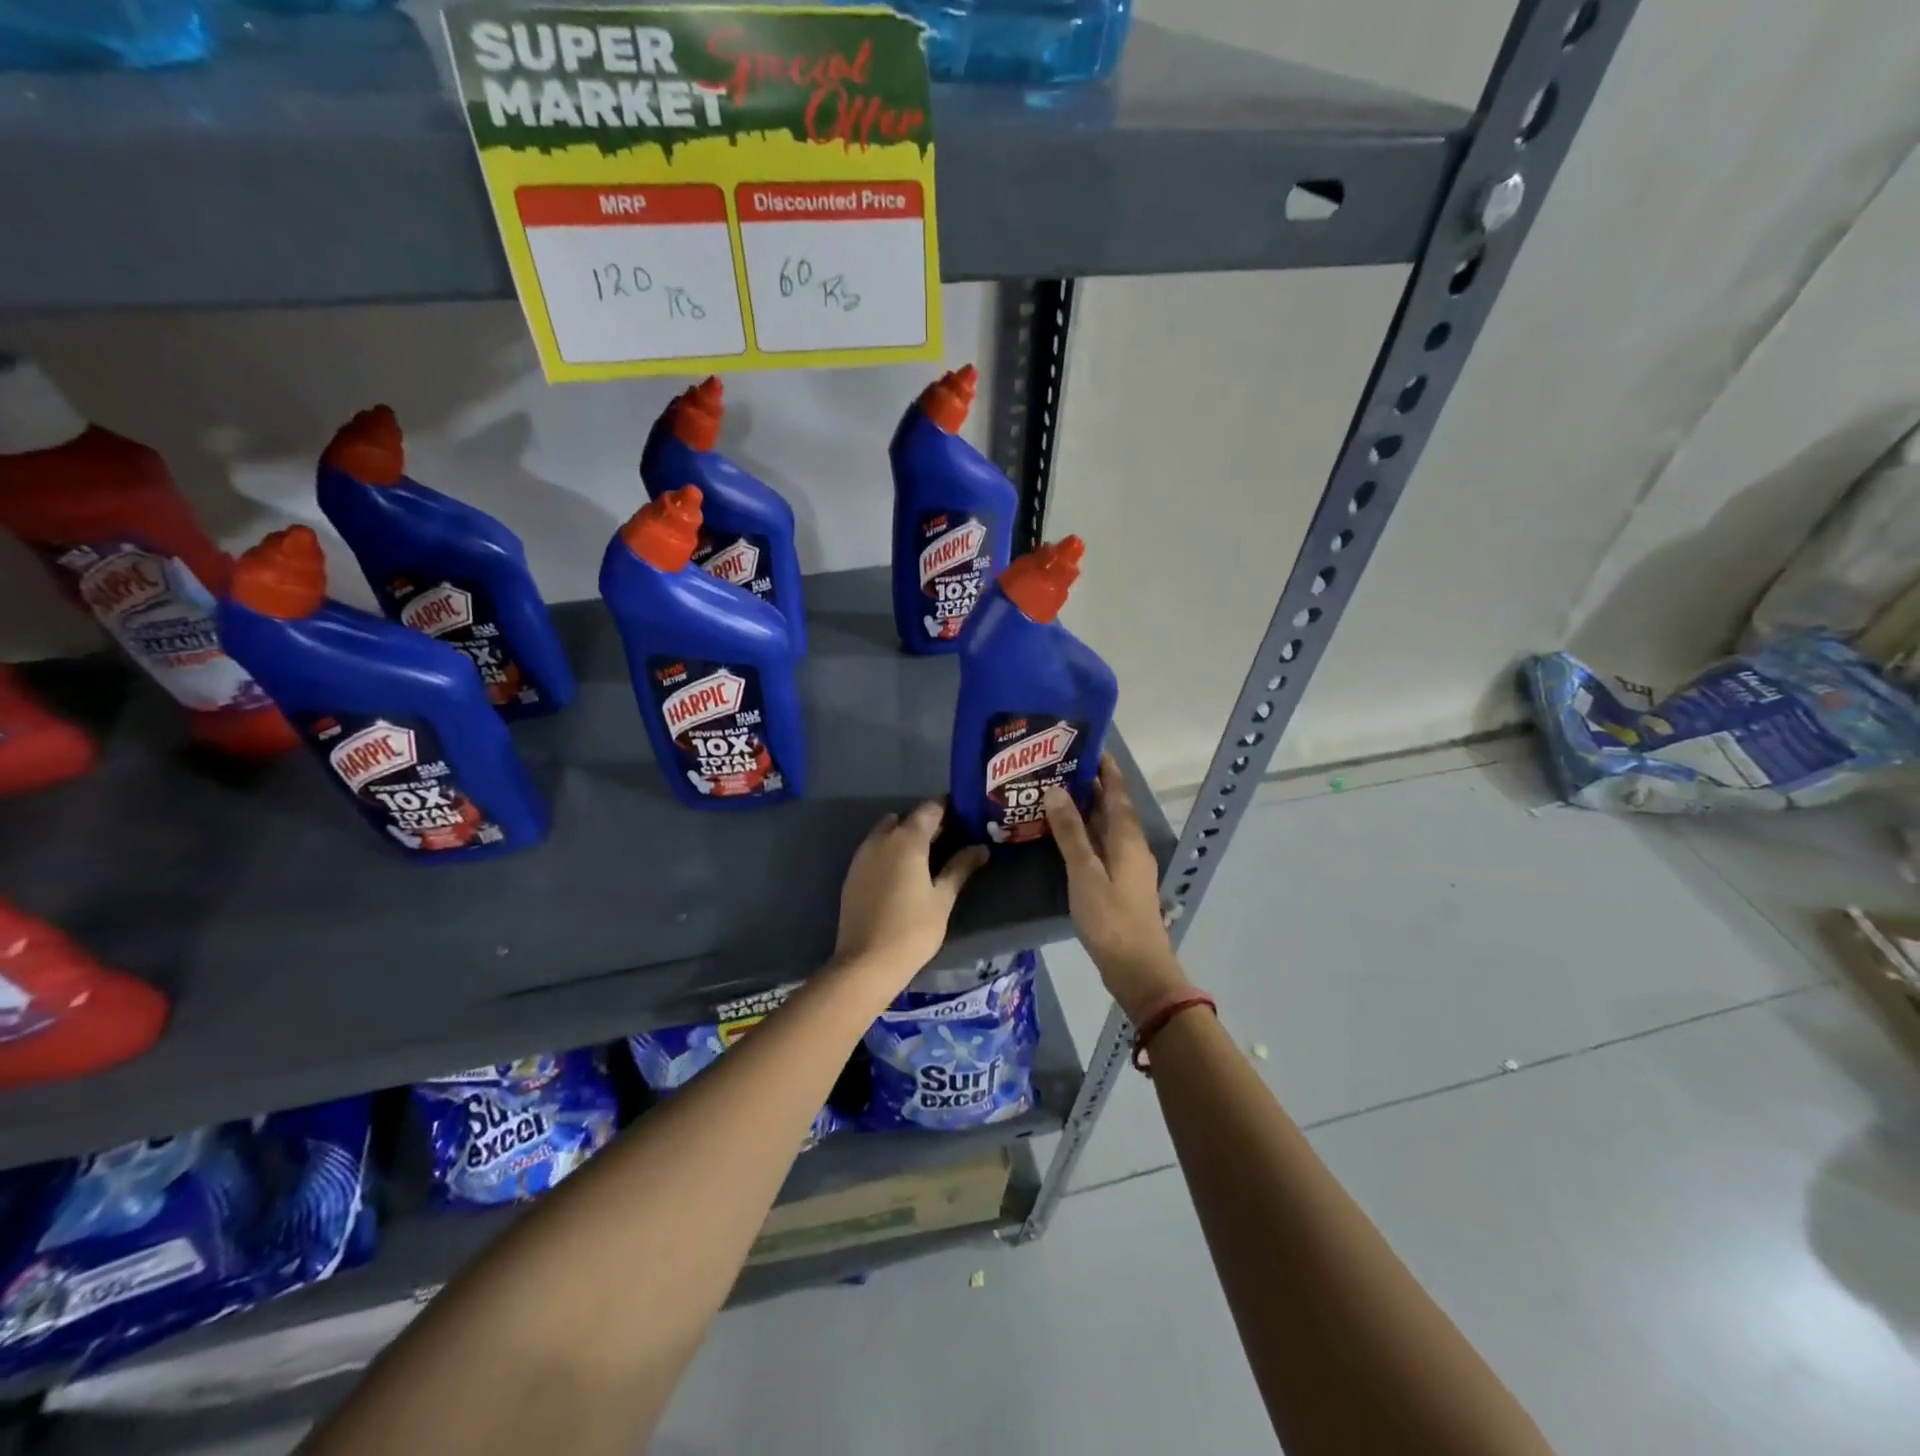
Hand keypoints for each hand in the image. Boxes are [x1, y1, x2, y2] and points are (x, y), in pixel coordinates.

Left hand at [833, 800, 988, 984]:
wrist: (866, 962)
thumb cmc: (912, 929)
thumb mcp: (942, 898)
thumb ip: (960, 868)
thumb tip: (981, 848)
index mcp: (907, 840)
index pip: (929, 809)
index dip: (948, 808)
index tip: (965, 814)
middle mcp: (881, 839)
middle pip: (906, 818)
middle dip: (926, 823)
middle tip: (950, 838)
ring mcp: (862, 856)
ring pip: (886, 832)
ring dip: (905, 836)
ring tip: (927, 856)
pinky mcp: (852, 874)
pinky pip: (874, 850)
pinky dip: (889, 851)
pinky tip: (903, 873)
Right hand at [1045, 756, 1187, 1022]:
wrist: (1137, 968)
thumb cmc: (1110, 918)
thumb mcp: (1084, 873)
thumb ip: (1070, 832)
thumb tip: (1055, 790)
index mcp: (1127, 836)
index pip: (1116, 790)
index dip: (1104, 766)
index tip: (1084, 743)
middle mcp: (1131, 844)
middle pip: (1111, 805)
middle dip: (1088, 784)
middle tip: (1055, 766)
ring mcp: (1127, 864)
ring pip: (1105, 826)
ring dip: (1085, 808)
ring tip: (1053, 792)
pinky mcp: (1120, 881)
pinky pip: (1102, 844)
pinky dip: (1084, 832)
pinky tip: (1063, 835)